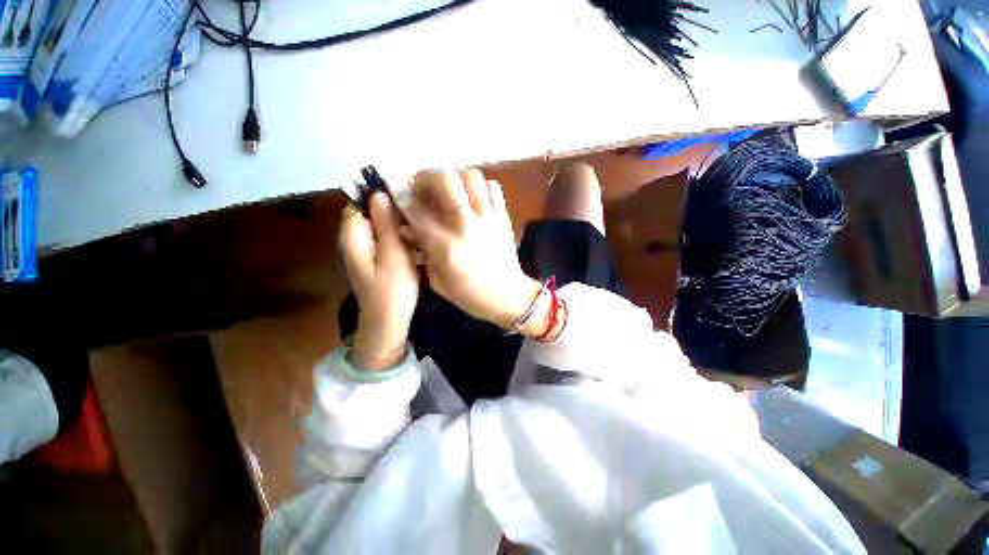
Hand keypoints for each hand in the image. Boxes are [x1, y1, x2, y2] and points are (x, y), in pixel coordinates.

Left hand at [339, 193, 418, 370]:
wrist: (387, 323)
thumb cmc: (391, 290)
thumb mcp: (393, 255)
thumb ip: (386, 224)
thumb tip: (380, 194)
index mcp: (354, 235)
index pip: (361, 201)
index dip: (382, 195)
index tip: (408, 195)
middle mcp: (355, 238)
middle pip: (371, 212)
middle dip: (394, 209)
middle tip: (419, 210)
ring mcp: (366, 249)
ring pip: (381, 225)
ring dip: (399, 222)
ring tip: (421, 221)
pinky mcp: (377, 258)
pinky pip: (386, 237)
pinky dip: (400, 234)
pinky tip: (416, 238)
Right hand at [403, 169, 545, 334]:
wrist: (508, 296)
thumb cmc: (469, 294)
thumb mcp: (437, 280)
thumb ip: (422, 250)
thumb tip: (408, 227)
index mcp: (446, 246)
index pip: (416, 210)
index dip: (400, 192)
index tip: (392, 182)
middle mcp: (467, 226)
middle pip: (445, 179)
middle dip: (427, 177)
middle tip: (424, 188)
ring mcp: (488, 218)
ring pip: (471, 176)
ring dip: (455, 179)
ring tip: (450, 192)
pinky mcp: (503, 217)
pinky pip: (493, 187)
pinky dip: (480, 187)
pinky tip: (473, 199)